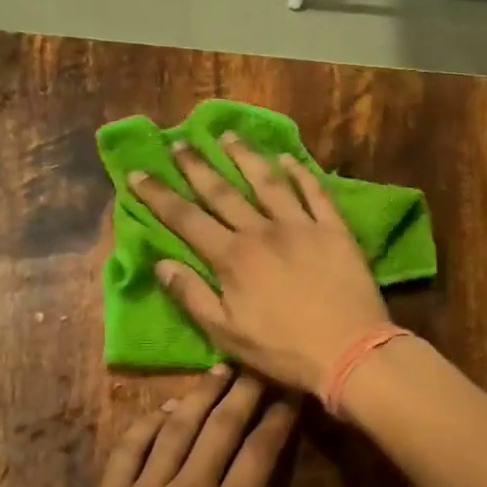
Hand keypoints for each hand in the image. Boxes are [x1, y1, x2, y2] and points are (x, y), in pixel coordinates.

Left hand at [47, 366, 295, 486]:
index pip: (260, 452)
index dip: (279, 420)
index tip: (291, 395)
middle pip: (220, 427)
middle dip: (244, 392)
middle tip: (258, 366)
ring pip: (175, 429)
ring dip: (199, 395)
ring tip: (217, 370)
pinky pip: (127, 451)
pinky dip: (146, 424)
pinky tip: (162, 408)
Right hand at [129, 135, 389, 394]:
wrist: (350, 351)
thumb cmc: (283, 350)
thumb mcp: (227, 334)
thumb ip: (193, 296)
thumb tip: (161, 263)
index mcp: (232, 258)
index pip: (186, 218)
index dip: (159, 195)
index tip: (137, 172)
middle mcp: (263, 231)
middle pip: (223, 191)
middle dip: (197, 166)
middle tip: (179, 142)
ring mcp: (302, 226)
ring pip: (268, 181)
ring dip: (245, 156)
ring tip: (227, 135)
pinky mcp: (335, 230)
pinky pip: (315, 192)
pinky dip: (300, 172)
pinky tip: (287, 158)